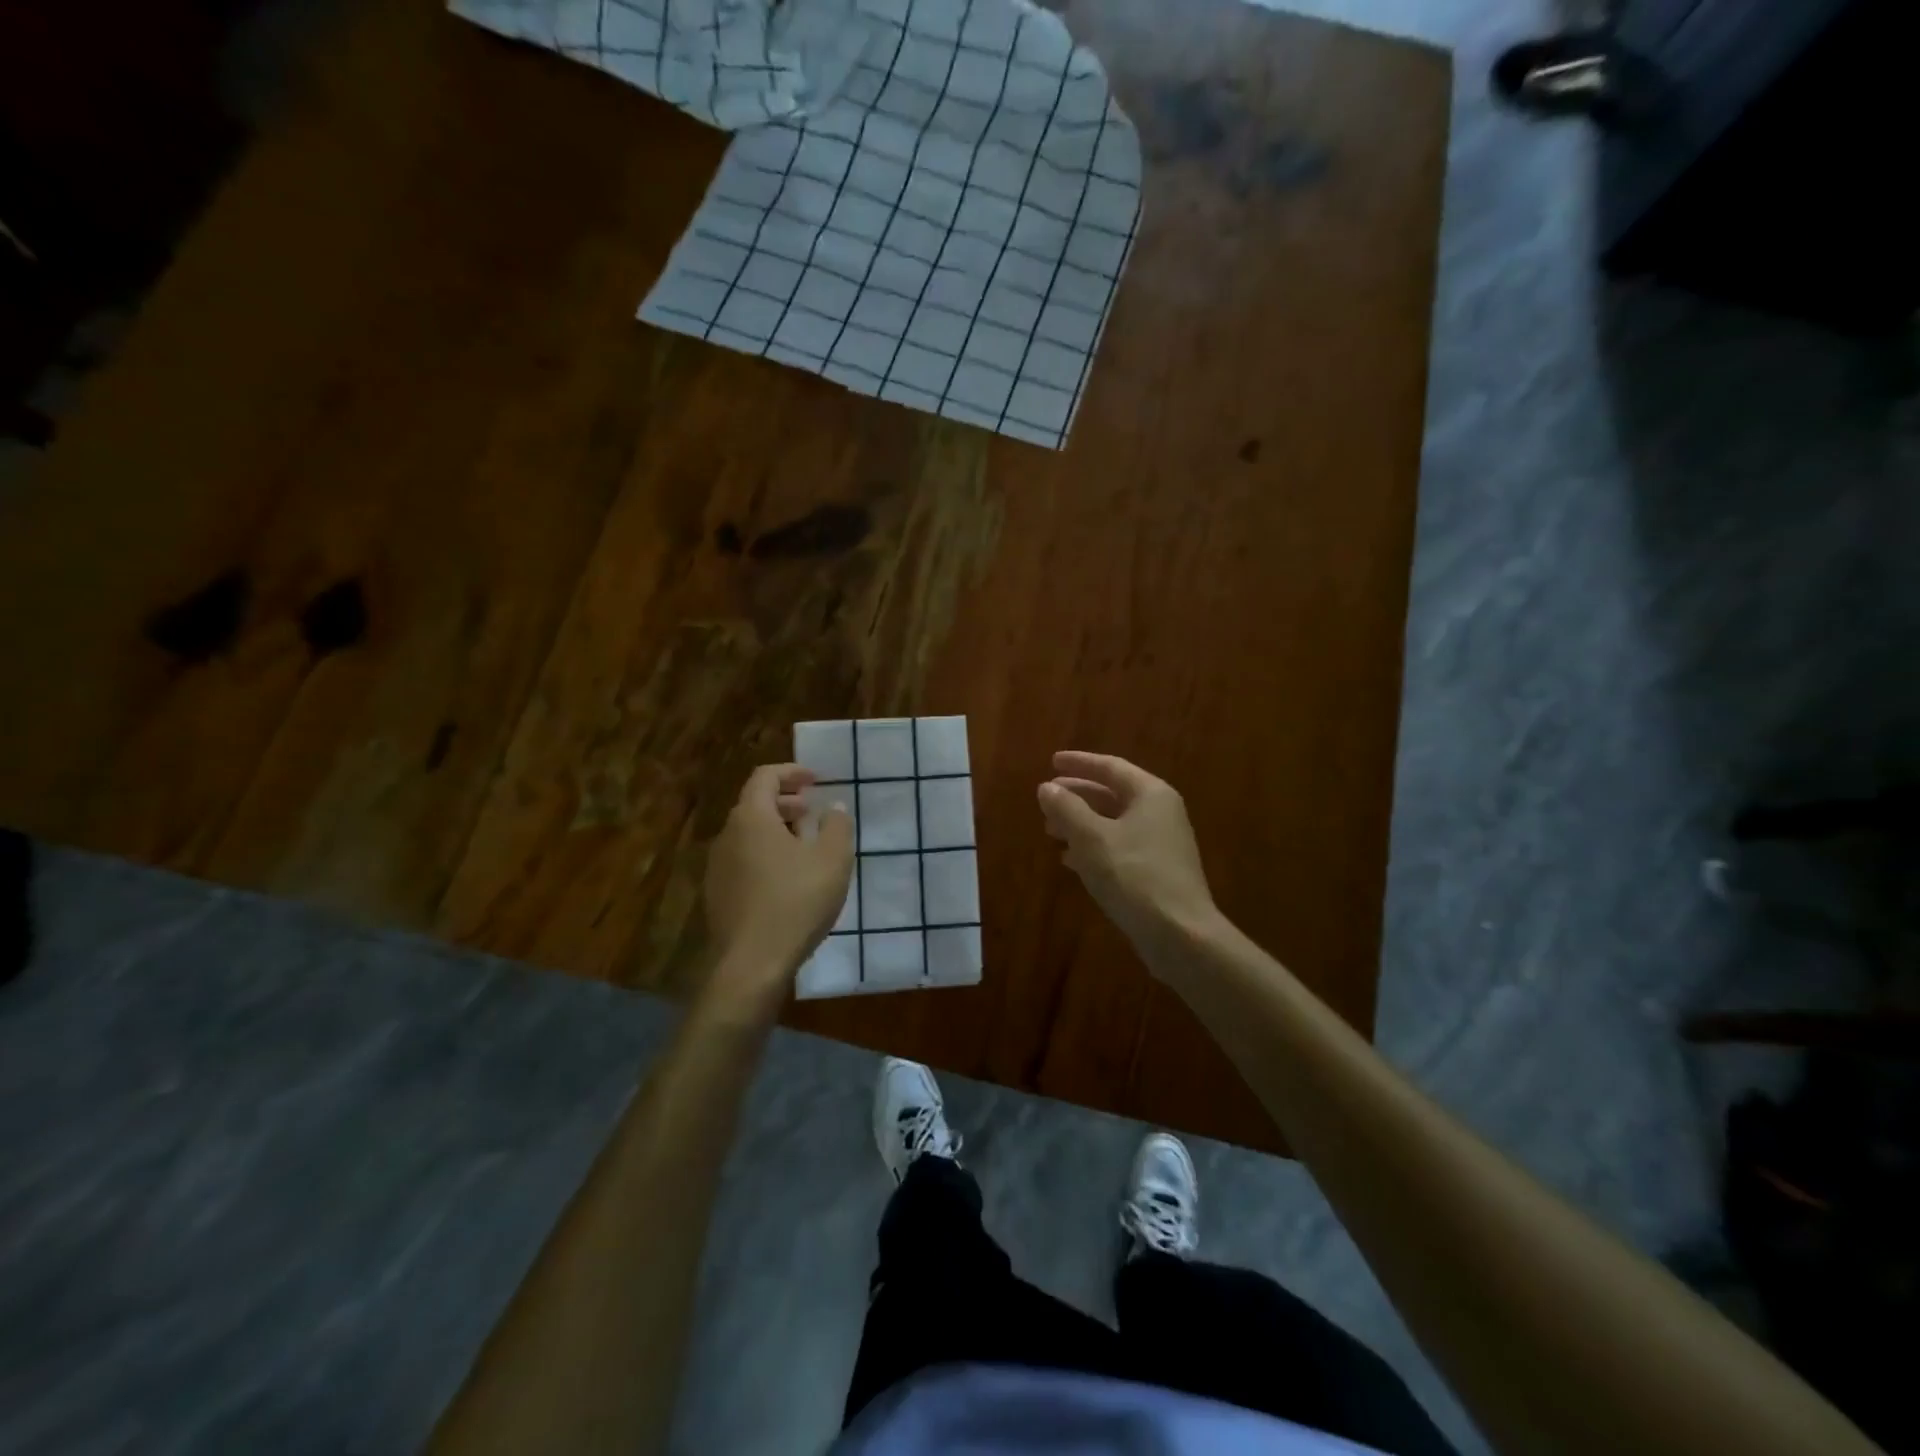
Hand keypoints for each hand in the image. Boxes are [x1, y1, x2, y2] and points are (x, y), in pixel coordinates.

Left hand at [704, 764, 853, 995]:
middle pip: (754, 804)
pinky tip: (789, 880)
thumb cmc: (796, 901)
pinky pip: (744, 860)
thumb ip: (837, 826)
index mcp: (751, 818)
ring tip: (806, 847)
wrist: (752, 964)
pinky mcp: (718, 895)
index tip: (816, 780)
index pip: (764, 777)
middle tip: (813, 812)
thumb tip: (834, 807)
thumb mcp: (832, 860)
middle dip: (786, 802)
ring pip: (749, 834)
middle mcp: (728, 836)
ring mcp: (718, 867)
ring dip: (777, 830)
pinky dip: (766, 855)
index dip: (791, 772)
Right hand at [1037, 751, 1219, 975]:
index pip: (1111, 767)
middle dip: (1077, 796)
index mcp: (1150, 794)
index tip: (1051, 761)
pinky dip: (1094, 847)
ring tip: (1050, 831)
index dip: (1079, 763)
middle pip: (1112, 794)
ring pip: (1114, 823)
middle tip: (1047, 799)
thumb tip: (1047, 787)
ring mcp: (1161, 843)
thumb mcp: (1091, 838)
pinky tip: (1071, 860)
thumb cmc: (1134, 876)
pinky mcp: (1157, 871)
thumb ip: (1067, 809)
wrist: (1180, 934)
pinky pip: (1120, 847)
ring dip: (1081, 824)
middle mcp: (1160, 812)